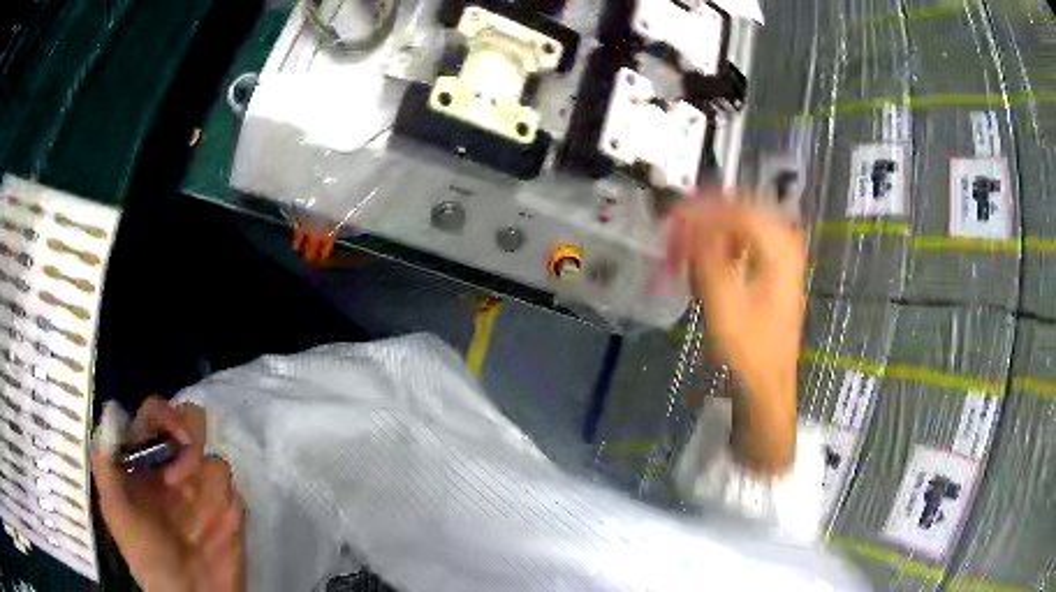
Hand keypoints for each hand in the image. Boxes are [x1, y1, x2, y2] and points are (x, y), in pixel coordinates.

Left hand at [92, 397, 244, 591]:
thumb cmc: (146, 555)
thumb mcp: (116, 512)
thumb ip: (106, 464)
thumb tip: (111, 410)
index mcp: (144, 460)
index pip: (155, 413)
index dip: (164, 415)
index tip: (173, 437)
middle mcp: (173, 467)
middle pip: (192, 422)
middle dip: (192, 438)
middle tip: (184, 469)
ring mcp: (203, 491)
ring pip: (215, 460)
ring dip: (206, 485)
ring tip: (196, 516)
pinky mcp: (229, 513)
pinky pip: (234, 494)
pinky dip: (224, 508)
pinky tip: (214, 531)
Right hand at [671, 195, 804, 473]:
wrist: (767, 388)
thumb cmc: (749, 350)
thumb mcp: (723, 302)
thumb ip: (706, 256)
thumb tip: (690, 223)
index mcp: (780, 250)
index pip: (740, 210)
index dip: (705, 208)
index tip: (675, 214)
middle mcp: (785, 249)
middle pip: (745, 213)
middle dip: (710, 216)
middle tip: (681, 224)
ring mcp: (782, 264)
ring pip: (746, 230)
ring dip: (716, 233)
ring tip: (690, 244)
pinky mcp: (773, 279)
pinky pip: (747, 249)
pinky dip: (724, 250)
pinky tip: (707, 264)